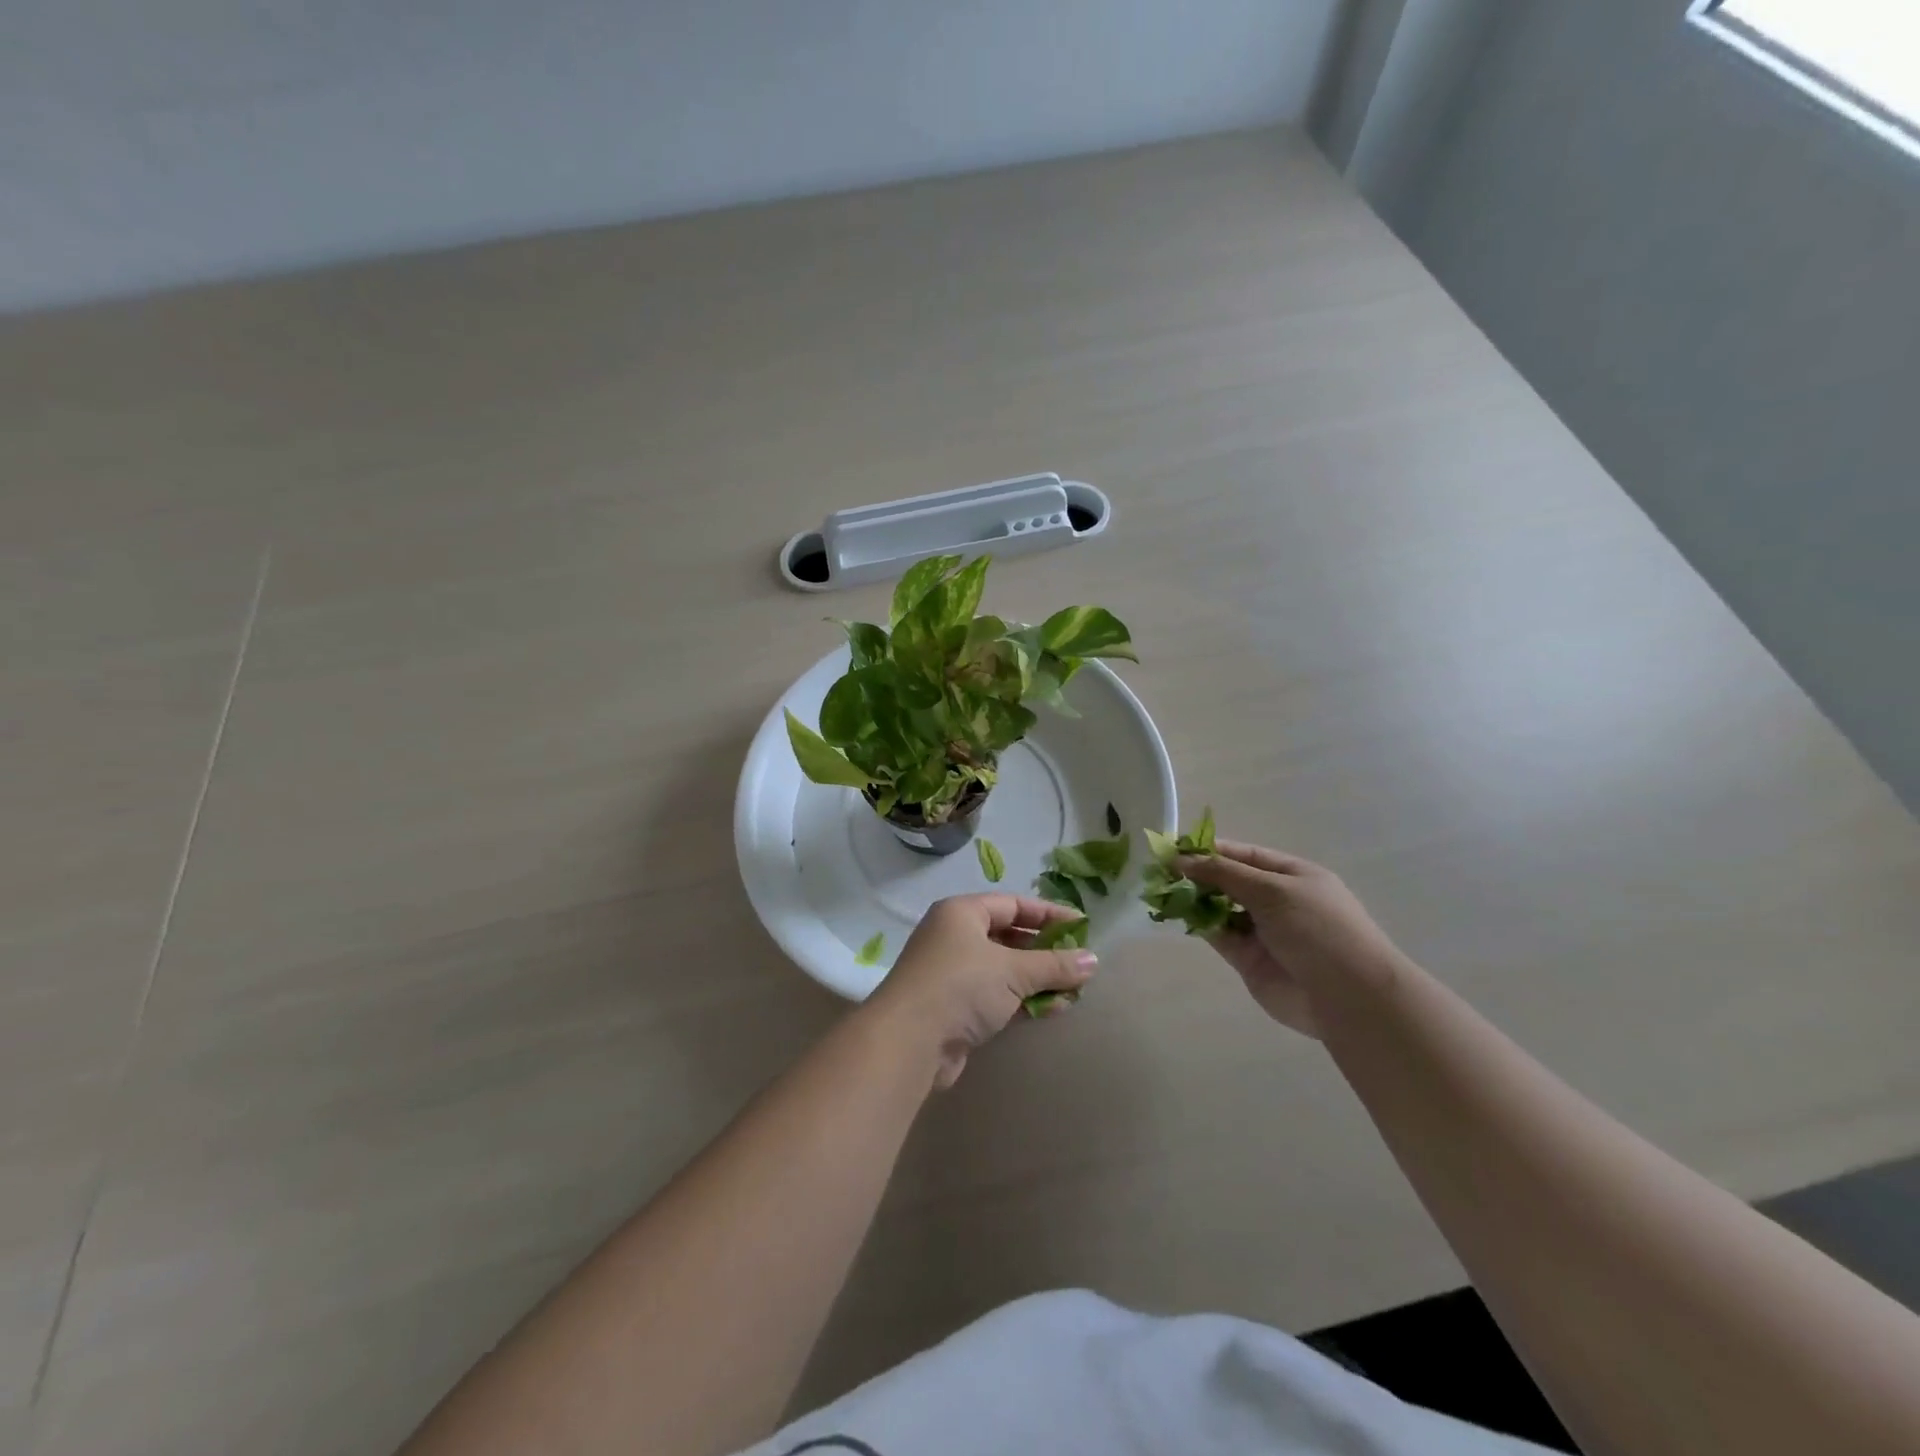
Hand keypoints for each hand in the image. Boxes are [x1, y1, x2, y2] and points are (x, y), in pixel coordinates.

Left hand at [863, 894, 1097, 1087]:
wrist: (909, 1041)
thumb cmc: (961, 986)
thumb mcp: (1013, 970)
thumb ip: (1054, 965)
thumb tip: (1093, 960)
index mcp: (962, 913)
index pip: (1013, 904)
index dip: (1049, 914)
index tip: (1082, 925)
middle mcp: (953, 937)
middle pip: (1008, 936)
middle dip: (1045, 950)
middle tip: (1079, 961)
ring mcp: (952, 974)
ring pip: (1003, 969)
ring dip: (1036, 979)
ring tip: (1073, 989)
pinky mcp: (953, 1008)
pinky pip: (995, 996)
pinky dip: (1021, 1000)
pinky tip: (1051, 1009)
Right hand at [1181, 842, 1405, 1037]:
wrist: (1347, 996)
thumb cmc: (1317, 928)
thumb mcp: (1272, 889)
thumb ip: (1224, 873)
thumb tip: (1180, 858)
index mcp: (1292, 876)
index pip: (1245, 855)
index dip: (1211, 850)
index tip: (1176, 847)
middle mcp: (1277, 901)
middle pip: (1230, 881)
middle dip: (1198, 874)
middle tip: (1161, 871)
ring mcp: (1262, 931)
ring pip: (1220, 908)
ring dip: (1194, 899)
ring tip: (1162, 891)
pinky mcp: (1249, 960)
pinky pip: (1218, 935)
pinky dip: (1199, 924)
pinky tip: (1177, 914)